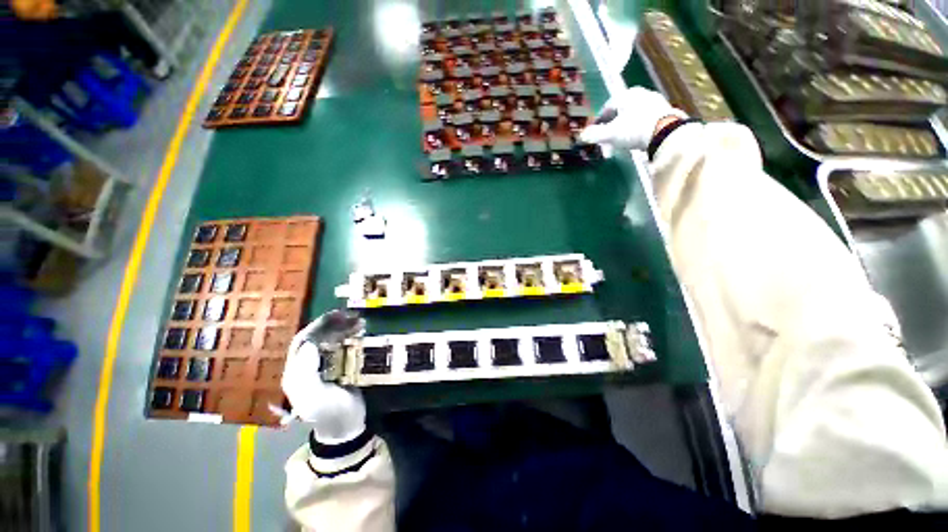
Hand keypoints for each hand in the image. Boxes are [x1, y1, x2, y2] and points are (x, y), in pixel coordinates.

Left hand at [281, 310, 366, 442]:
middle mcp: (307, 365)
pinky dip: (351, 335)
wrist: (347, 426)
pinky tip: (361, 330)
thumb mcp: (315, 399)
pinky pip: (342, 345)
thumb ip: (306, 374)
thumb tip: (310, 343)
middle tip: (352, 315)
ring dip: (344, 327)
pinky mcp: (339, 365)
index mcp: (297, 372)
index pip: (302, 342)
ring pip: (330, 339)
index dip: (317, 327)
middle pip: (316, 337)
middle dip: (333, 324)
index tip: (337, 316)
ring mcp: (324, 365)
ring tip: (360, 321)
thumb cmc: (331, 413)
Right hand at [579, 86, 687, 150]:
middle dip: (612, 128)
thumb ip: (594, 135)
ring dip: (625, 129)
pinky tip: (636, 140)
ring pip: (633, 116)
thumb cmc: (634, 129)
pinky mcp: (666, 112)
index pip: (607, 107)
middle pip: (621, 112)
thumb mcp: (610, 134)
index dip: (599, 122)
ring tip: (621, 143)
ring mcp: (655, 101)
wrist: (666, 133)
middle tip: (608, 142)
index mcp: (626, 95)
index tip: (596, 134)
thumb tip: (581, 136)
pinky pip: (645, 121)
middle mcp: (641, 94)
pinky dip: (638, 130)